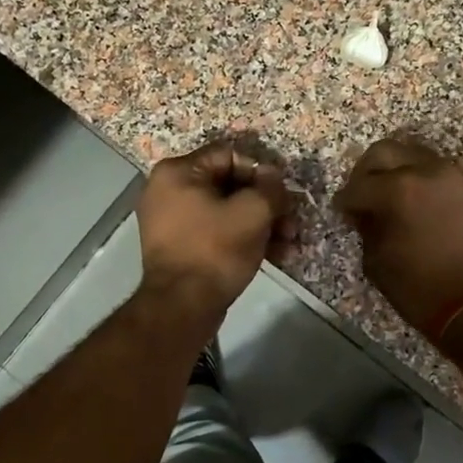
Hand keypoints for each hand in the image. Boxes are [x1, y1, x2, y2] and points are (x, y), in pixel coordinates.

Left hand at [136, 141, 297, 326]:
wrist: (182, 307)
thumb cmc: (215, 250)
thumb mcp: (252, 212)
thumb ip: (270, 188)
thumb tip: (275, 180)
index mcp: (178, 172)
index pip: (230, 155)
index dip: (263, 171)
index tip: (285, 192)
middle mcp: (169, 191)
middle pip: (230, 185)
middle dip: (266, 203)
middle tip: (293, 220)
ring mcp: (173, 221)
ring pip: (227, 211)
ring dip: (262, 223)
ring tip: (290, 241)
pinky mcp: (182, 247)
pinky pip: (218, 232)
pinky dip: (245, 238)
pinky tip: (276, 254)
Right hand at [334, 138, 462, 336]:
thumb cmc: (421, 288)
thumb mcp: (378, 262)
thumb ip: (367, 228)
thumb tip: (365, 214)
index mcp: (398, 190)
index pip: (358, 186)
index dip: (345, 201)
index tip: (342, 212)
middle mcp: (425, 171)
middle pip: (384, 152)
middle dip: (366, 172)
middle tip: (361, 196)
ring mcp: (451, 176)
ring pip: (412, 155)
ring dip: (395, 170)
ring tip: (387, 198)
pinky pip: (434, 171)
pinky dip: (418, 179)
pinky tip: (411, 204)